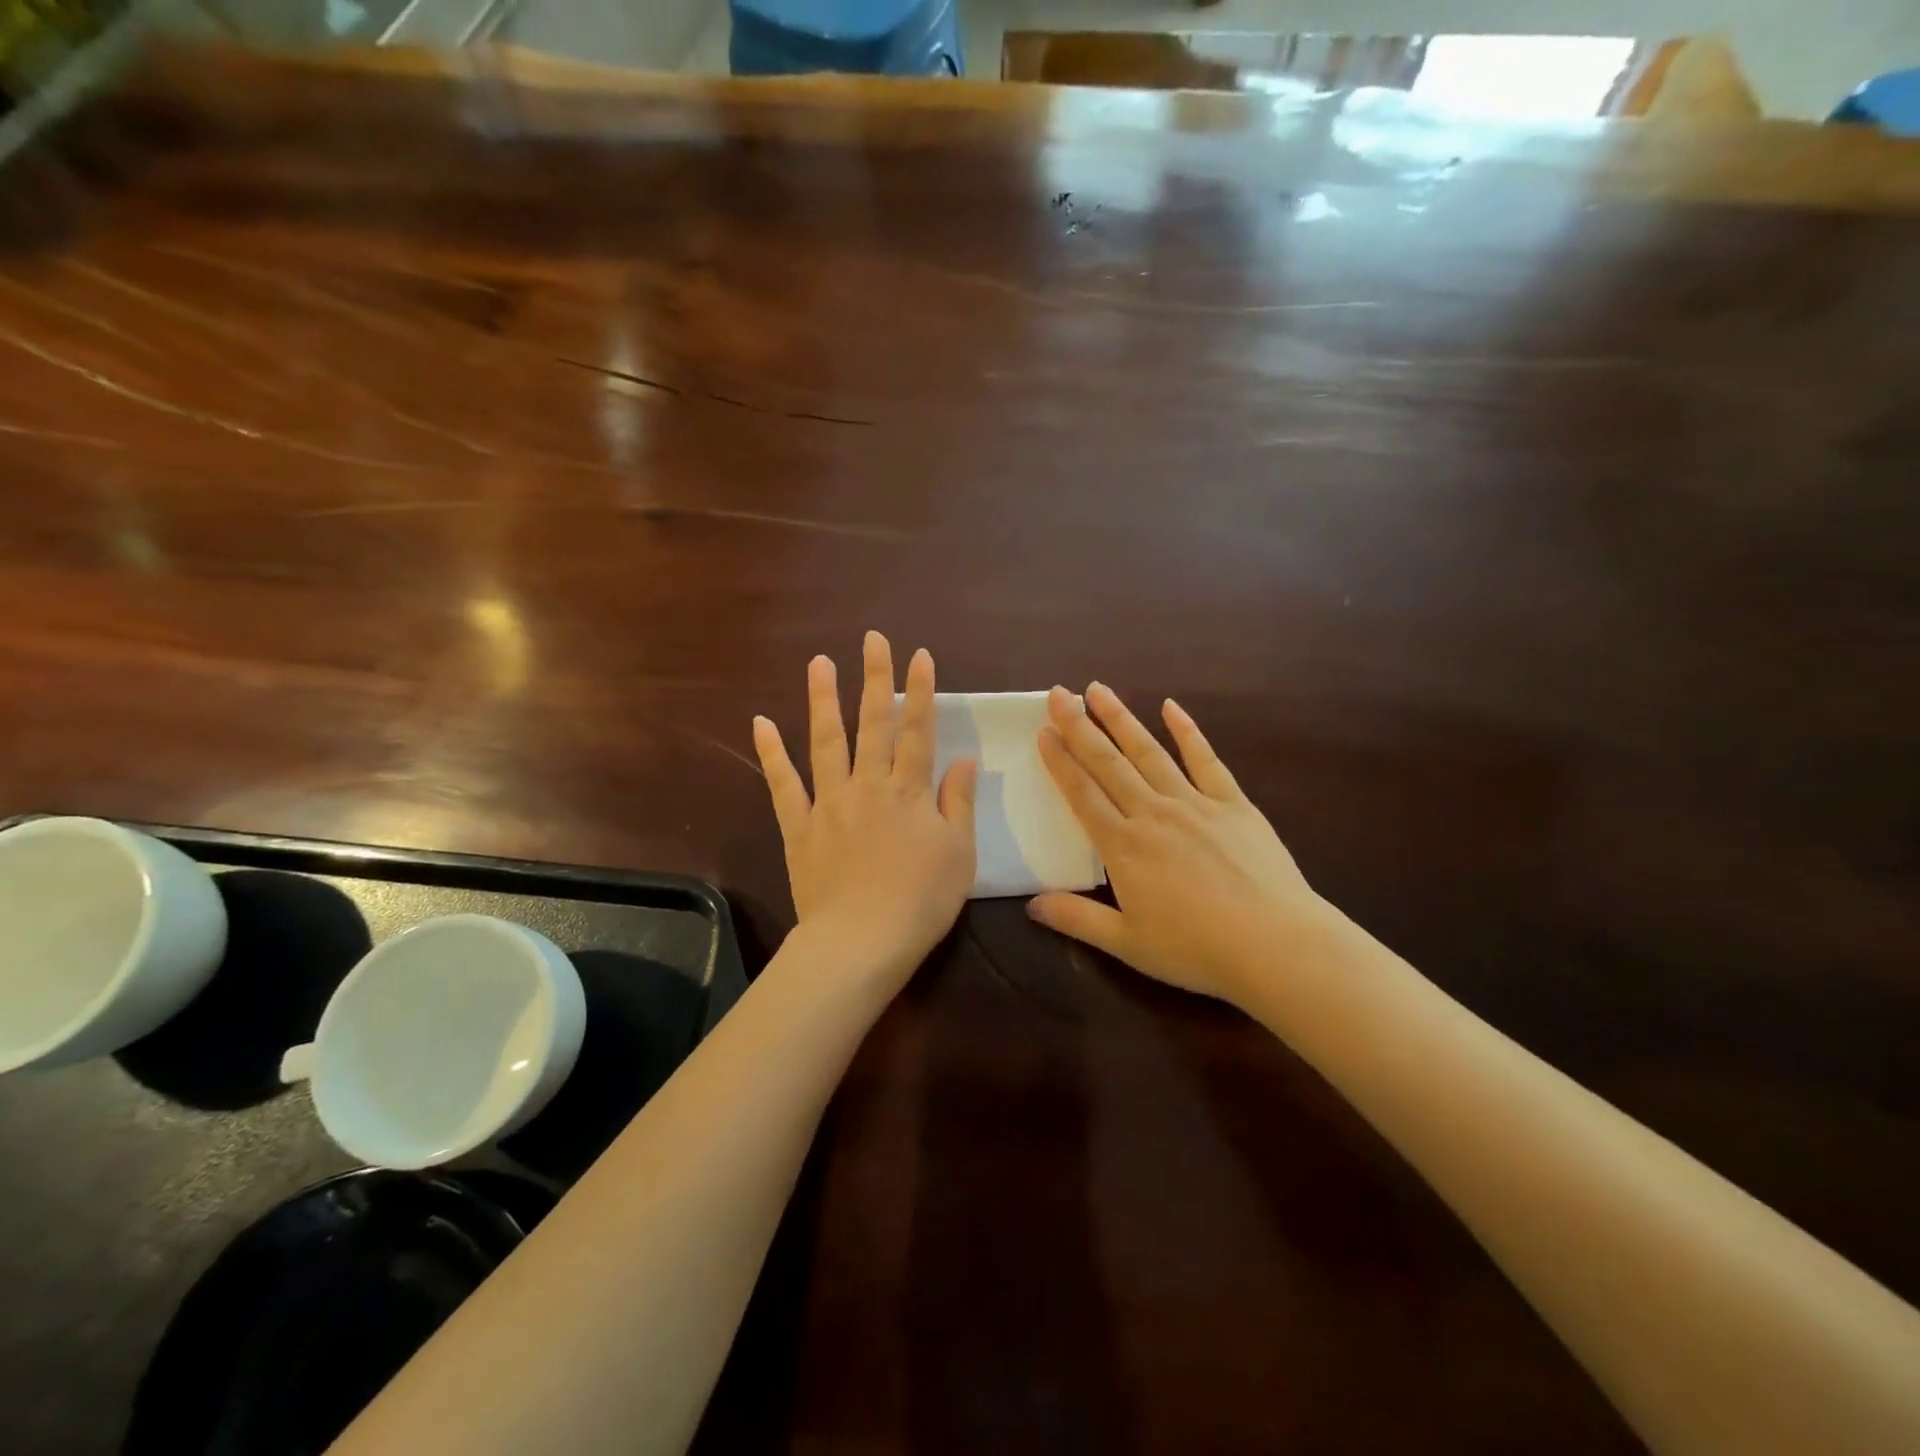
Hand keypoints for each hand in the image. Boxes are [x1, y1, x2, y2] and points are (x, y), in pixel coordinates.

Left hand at [753, 632, 976, 991]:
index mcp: (909, 792)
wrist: (861, 943)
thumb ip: (958, 803)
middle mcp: (868, 786)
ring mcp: (829, 803)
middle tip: (872, 639)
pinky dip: (772, 754)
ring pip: (826, 742)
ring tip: (819, 662)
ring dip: (824, 700)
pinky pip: (783, 785)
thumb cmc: (920, 902)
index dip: (921, 690)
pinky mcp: (799, 827)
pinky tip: (761, 722)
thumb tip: (963, 759)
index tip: (920, 655)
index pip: (918, 730)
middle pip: (873, 724)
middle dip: (875, 678)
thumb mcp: (958, 854)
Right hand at [1028, 683, 1337, 1004]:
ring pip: (1149, 752)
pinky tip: (1171, 707)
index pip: (1082, 794)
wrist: (1275, 945)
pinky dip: (1187, 731)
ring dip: (1121, 719)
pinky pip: (1205, 760)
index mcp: (1123, 847)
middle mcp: (1153, 814)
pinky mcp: (1233, 804)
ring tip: (1099, 690)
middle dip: (1080, 727)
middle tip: (1058, 694)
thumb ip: (1077, 919)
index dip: (1060, 762)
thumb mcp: (1127, 943)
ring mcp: (1195, 803)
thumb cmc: (1196, 949)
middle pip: (1109, 763)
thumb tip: (1031, 904)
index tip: (1043, 732)